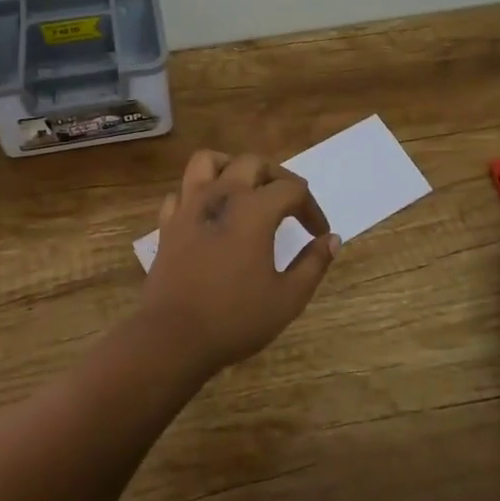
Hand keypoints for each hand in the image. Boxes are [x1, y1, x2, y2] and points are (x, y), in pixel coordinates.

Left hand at [141, 149, 339, 371]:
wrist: (172, 338)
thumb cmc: (235, 318)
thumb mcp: (287, 298)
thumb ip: (313, 264)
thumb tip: (331, 239)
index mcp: (254, 209)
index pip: (292, 189)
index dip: (311, 208)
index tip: (318, 234)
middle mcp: (221, 195)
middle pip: (252, 163)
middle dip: (277, 177)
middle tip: (289, 203)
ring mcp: (189, 206)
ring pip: (208, 162)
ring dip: (230, 167)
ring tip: (245, 189)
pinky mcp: (167, 224)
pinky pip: (182, 192)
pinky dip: (198, 194)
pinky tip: (209, 215)